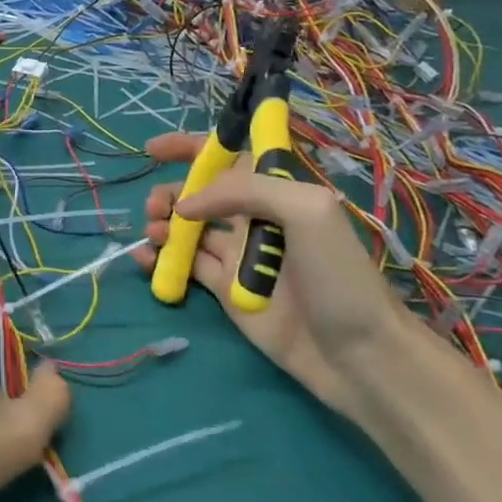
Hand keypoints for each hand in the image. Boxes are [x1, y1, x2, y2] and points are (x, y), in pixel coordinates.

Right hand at [130, 132, 414, 422]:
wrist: (356, 353)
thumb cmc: (338, 275)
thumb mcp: (306, 211)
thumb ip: (245, 190)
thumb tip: (186, 206)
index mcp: (276, 193)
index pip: (229, 158)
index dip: (191, 148)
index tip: (153, 149)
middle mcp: (254, 219)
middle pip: (199, 193)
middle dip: (171, 191)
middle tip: (156, 207)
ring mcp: (237, 256)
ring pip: (187, 229)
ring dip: (163, 223)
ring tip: (154, 232)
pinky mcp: (224, 291)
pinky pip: (185, 266)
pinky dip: (160, 258)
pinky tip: (144, 258)